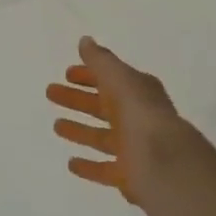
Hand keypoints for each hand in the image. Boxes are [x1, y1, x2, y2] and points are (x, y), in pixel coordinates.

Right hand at [46, 36, 194, 203]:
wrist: (164, 162)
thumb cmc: (139, 113)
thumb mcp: (118, 77)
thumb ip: (100, 60)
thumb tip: (85, 41)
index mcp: (138, 92)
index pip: (110, 79)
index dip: (89, 75)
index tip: (66, 73)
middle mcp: (137, 117)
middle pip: (103, 106)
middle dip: (77, 99)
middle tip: (50, 92)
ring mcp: (135, 147)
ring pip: (101, 136)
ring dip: (80, 130)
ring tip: (56, 125)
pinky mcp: (129, 175)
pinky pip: (105, 168)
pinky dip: (89, 166)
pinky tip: (72, 163)